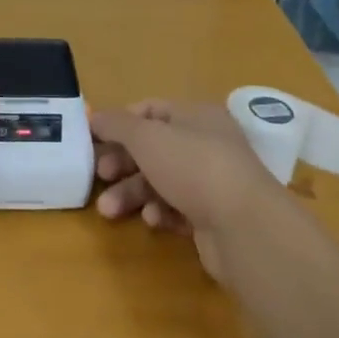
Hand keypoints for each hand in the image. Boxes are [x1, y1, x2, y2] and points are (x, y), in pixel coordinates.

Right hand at [92, 100, 284, 278]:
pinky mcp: (212, 216)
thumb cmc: (193, 167)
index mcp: (196, 115)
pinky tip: (153, 221)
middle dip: (121, 164)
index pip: (150, 110)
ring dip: (132, 194)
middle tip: (99, 177)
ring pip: (160, 181)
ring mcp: (211, 181)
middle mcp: (206, 143)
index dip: (119, 123)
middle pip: (152, 148)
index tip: (93, 140)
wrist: (245, 227)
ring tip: (109, 211)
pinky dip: (160, 212)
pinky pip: (176, 208)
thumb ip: (116, 124)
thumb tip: (94, 116)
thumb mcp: (147, 137)